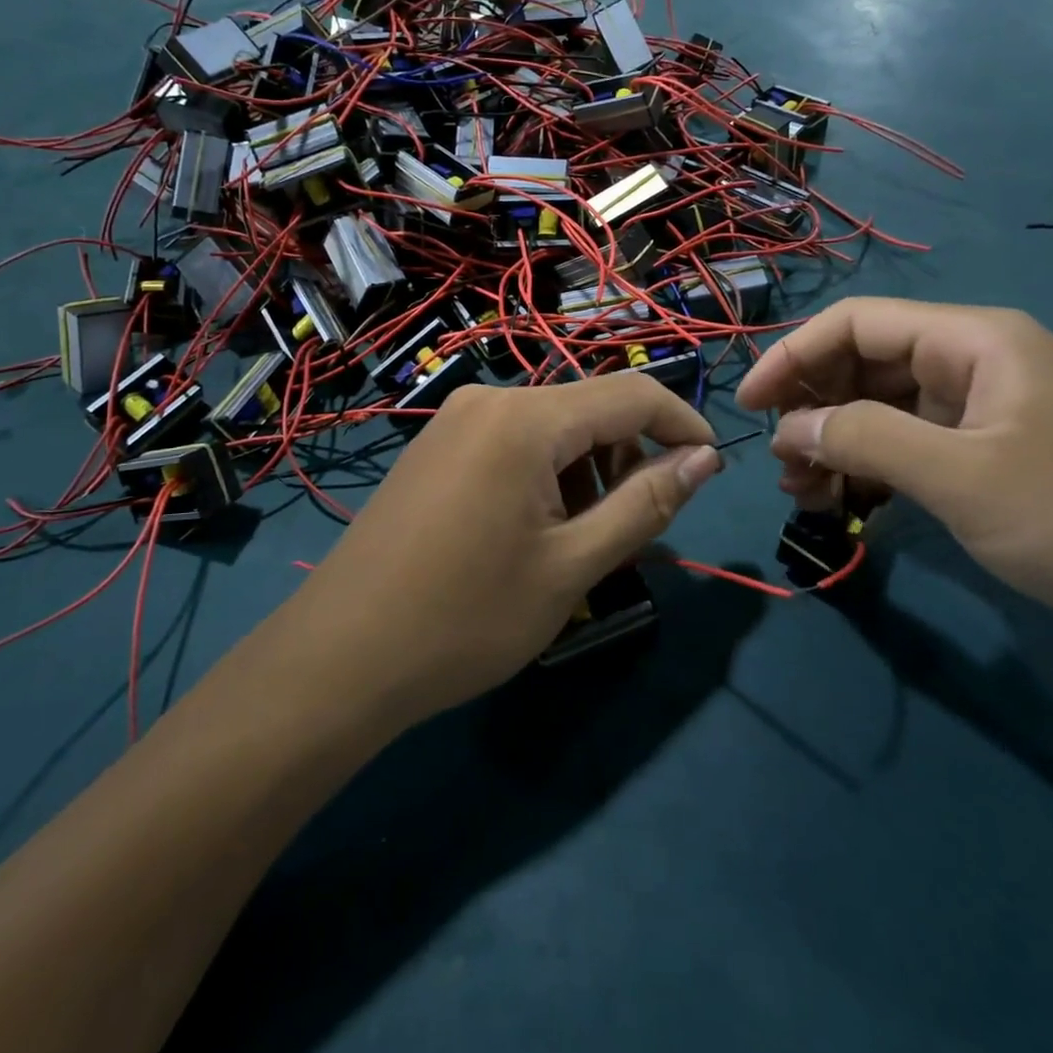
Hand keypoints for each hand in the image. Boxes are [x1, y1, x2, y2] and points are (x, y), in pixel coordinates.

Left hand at [287, 374, 721, 723]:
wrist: (340, 658)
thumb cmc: (466, 617)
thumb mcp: (572, 566)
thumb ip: (645, 504)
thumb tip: (703, 460)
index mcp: (526, 418)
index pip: (632, 394)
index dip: (682, 424)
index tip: (712, 470)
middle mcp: (489, 400)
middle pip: (589, 410)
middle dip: (627, 459)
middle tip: (632, 531)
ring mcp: (455, 420)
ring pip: (552, 428)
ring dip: (585, 472)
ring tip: (578, 543)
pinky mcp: (436, 447)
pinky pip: (512, 442)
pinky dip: (545, 474)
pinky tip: (531, 531)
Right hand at [736, 298, 1052, 669]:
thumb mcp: (963, 476)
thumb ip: (866, 440)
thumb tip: (789, 427)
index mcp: (972, 340)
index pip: (857, 323)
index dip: (793, 355)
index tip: (750, 405)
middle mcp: (972, 365)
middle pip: (863, 365)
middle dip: (812, 409)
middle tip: (780, 464)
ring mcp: (980, 415)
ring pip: (880, 412)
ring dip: (834, 445)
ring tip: (801, 493)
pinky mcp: (987, 461)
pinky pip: (907, 450)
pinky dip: (868, 473)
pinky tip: (841, 505)